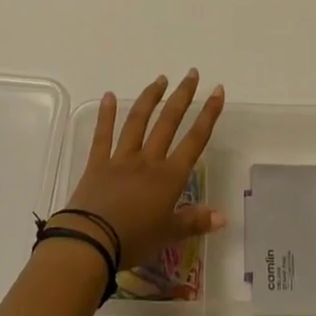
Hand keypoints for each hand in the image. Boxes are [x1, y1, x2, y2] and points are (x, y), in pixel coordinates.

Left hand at [61, 71, 225, 267]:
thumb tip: (223, 217)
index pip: (194, 140)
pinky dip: (106, 115)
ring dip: (151, 98)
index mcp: (169, 177)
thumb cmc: (134, 241)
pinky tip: (109, 96)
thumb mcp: (169, 236)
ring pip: (138, 121)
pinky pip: (103, 135)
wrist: (92, 242)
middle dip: (182, 96)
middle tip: (192, 74)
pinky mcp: (98, 163)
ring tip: (161, 79)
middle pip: (168, 122)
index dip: (208, 115)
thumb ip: (195, 222)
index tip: (217, 90)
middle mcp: (148, 160)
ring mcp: (121, 158)